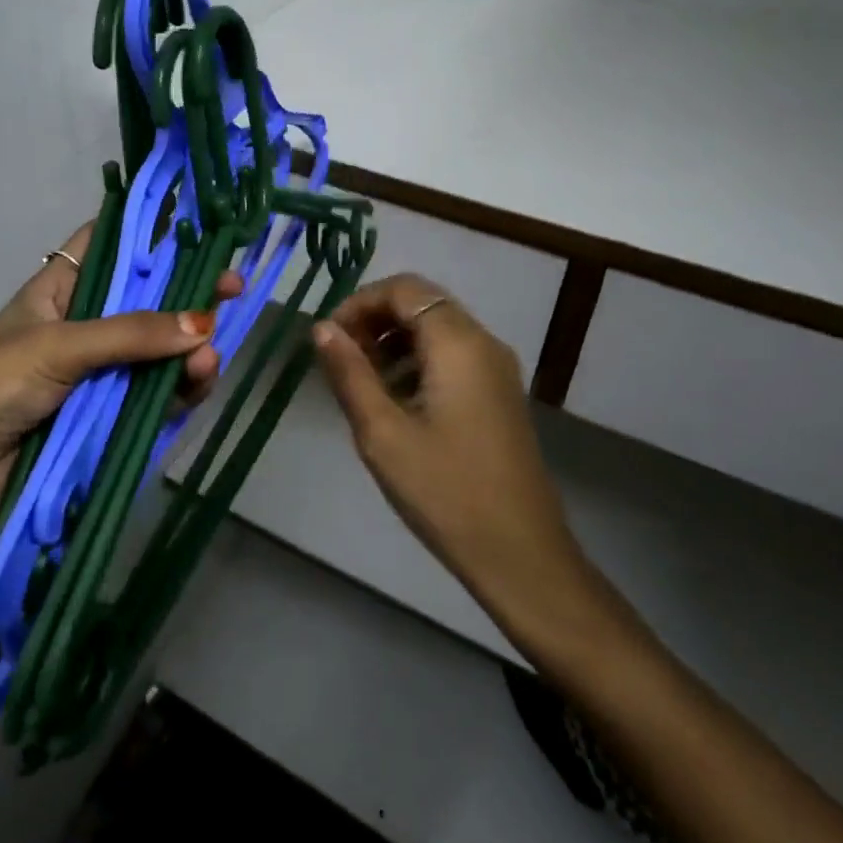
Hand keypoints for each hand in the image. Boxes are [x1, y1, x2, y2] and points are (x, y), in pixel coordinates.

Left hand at [0, 223, 238, 603]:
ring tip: (211, 355)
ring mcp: (101, 375)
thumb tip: (205, 325)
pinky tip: (201, 381)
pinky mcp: (111, 419)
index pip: (111, 248)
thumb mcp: (57, 346)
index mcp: (61, 291)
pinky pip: (156, 397)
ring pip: (160, 352)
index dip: (153, 237)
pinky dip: (181, 390)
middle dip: (189, 296)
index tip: (201, 230)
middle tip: (234, 290)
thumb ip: (131, 334)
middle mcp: (85, 327)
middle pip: (148, 302)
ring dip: (190, 351)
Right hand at [311, 273, 588, 625]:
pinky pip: (452, 356)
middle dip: (374, 320)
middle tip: (339, 358)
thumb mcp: (382, 432)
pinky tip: (394, 402)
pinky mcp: (498, 395)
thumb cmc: (445, 491)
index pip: (404, 288)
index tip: (328, 338)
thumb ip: (350, 373)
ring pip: (437, 329)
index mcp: (458, 343)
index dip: (359, 302)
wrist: (520, 554)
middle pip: (422, 303)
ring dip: (393, 341)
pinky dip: (416, 361)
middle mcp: (483, 343)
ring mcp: (496, 370)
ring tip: (360, 382)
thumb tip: (321, 328)